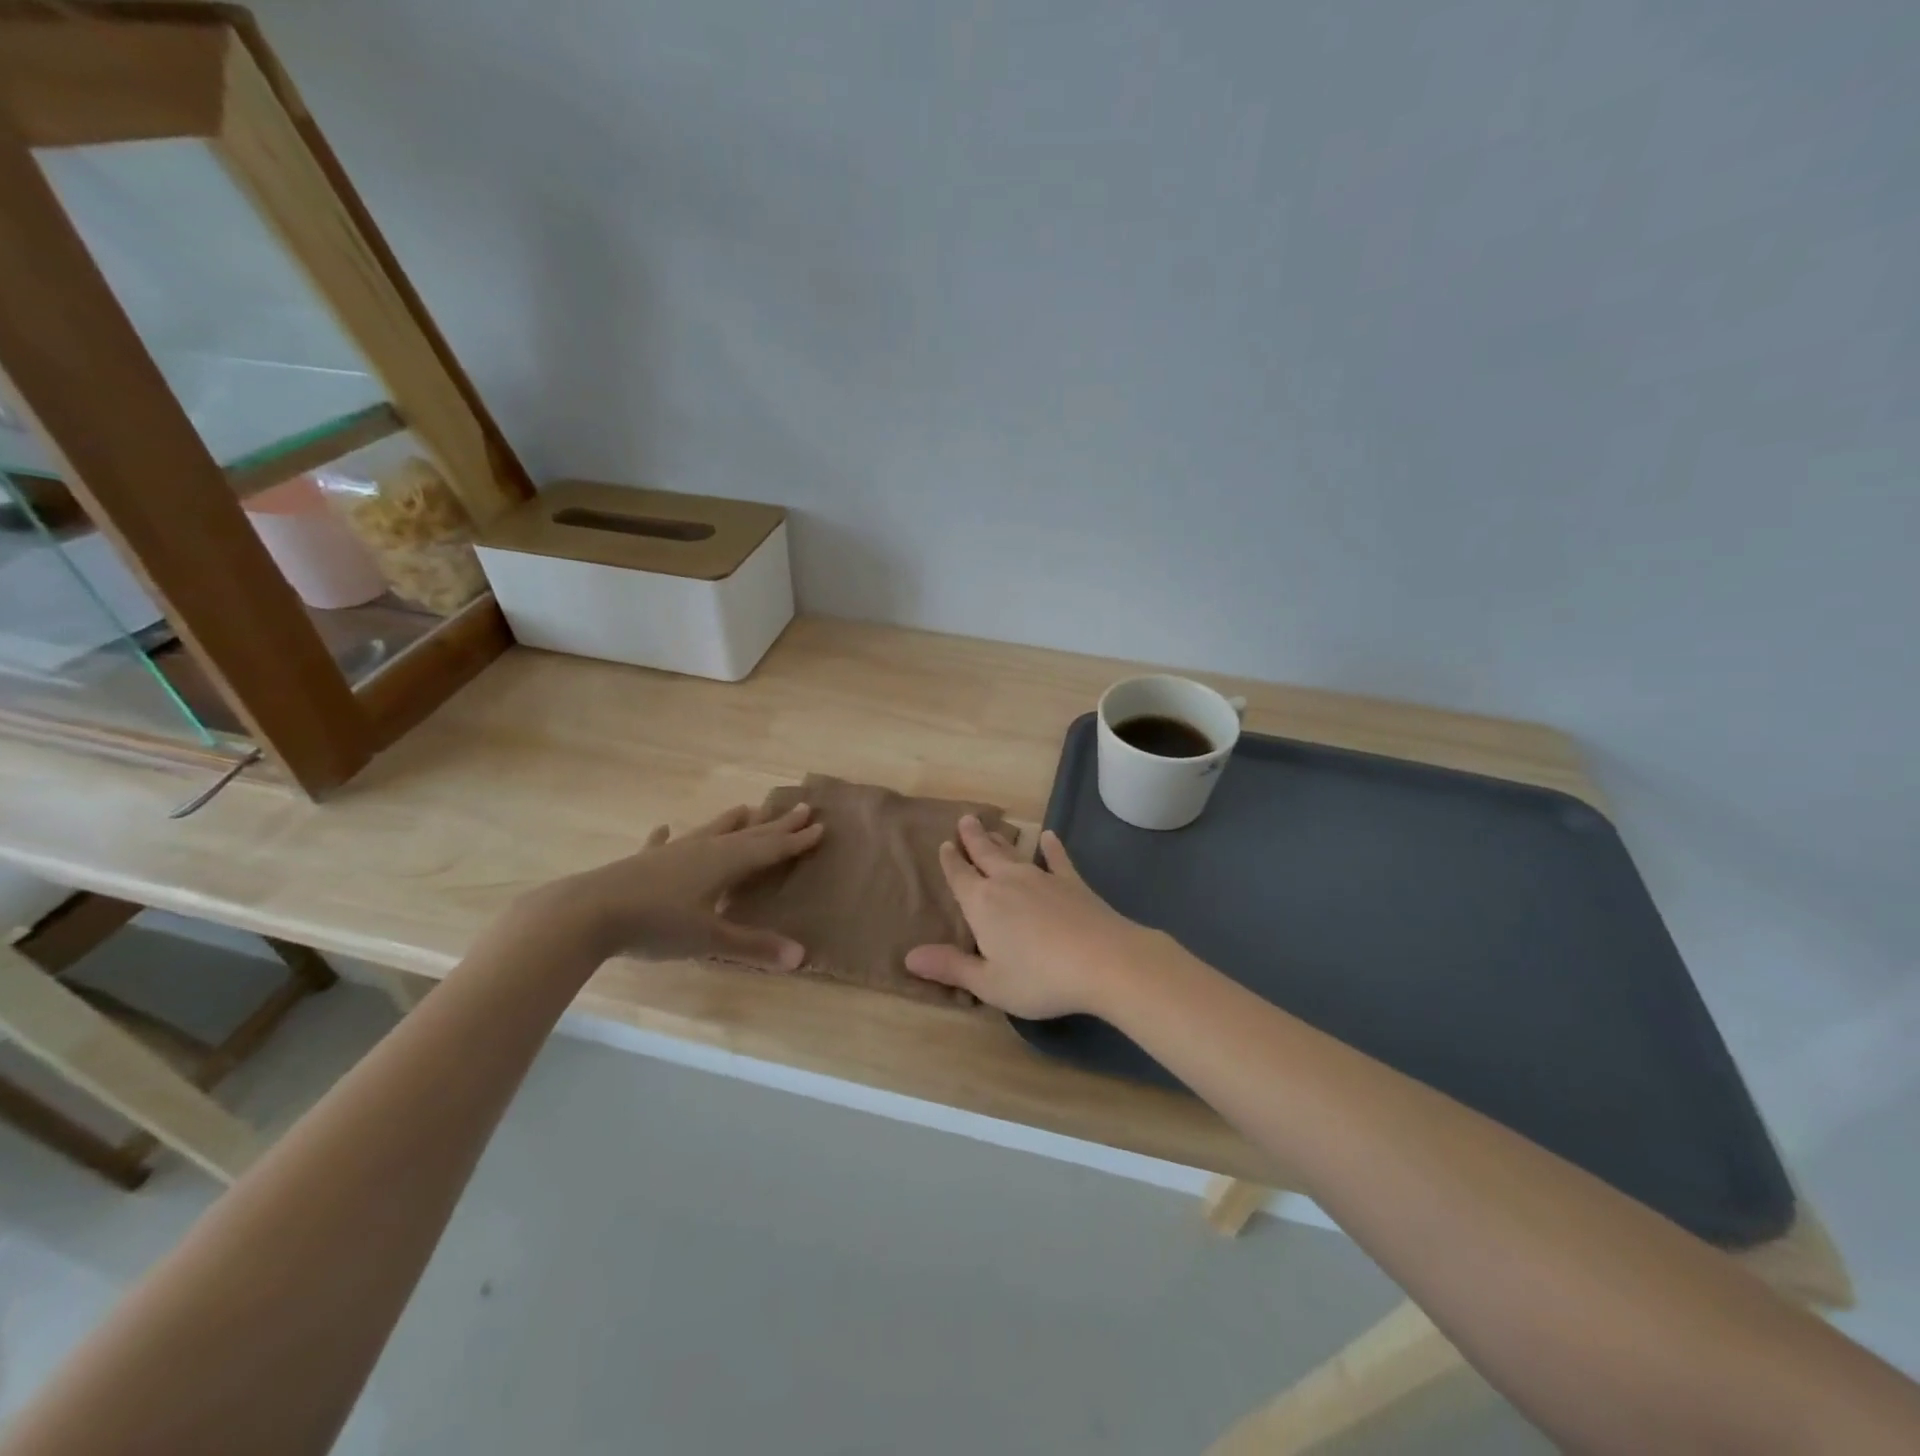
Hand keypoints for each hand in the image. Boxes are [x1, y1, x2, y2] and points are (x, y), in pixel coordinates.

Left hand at [520, 802, 823, 968]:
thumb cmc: (656, 924)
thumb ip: (753, 946)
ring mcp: (671, 853)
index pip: (769, 849)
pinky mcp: (643, 862)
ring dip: (731, 821)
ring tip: (747, 808)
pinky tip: (665, 828)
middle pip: (748, 834)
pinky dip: (668, 836)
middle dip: (776, 825)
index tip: (819, 825)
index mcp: (724, 863)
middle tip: (801, 808)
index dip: (796, 840)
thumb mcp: (709, 940)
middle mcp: (703, 849)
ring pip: (710, 831)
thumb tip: (801, 956)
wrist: (588, 913)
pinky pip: (663, 844)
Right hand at [904, 816, 1159, 1018]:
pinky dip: (1052, 847)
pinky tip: (1049, 836)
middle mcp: (1007, 882)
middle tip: (966, 818)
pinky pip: (1057, 859)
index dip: (950, 861)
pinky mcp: (1072, 882)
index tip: (945, 844)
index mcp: (982, 904)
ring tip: (992, 827)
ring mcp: (1042, 878)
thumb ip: (951, 967)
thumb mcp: (989, 982)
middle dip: (973, 838)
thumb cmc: (1039, 978)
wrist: (1103, 960)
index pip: (959, 876)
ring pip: (1014, 854)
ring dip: (1001, 841)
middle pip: (985, 854)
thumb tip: (909, 956)